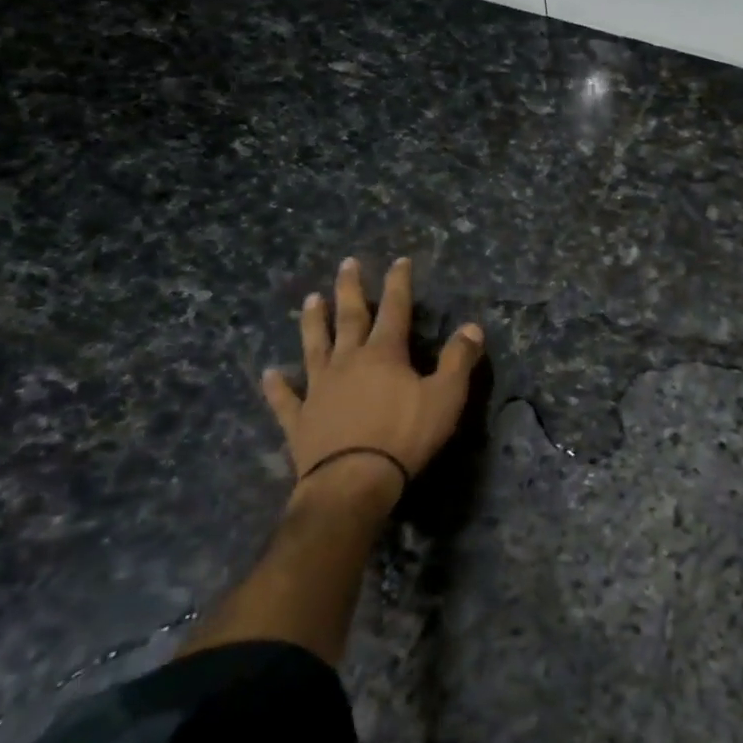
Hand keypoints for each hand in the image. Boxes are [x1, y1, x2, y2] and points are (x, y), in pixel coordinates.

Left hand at [262, 257, 484, 511]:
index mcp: (384, 354)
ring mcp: (319, 389)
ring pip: (314, 347)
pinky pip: (285, 398)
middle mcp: (348, 362)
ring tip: (310, 299)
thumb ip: (458, 359)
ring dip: (312, 323)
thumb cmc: (405, 435)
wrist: (353, 482)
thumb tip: (472, 327)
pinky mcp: (300, 419)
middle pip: (349, 319)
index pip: (395, 309)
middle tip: (346, 264)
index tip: (399, 261)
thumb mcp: (446, 396)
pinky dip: (278, 386)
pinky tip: (270, 374)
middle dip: (350, 290)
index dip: (398, 283)